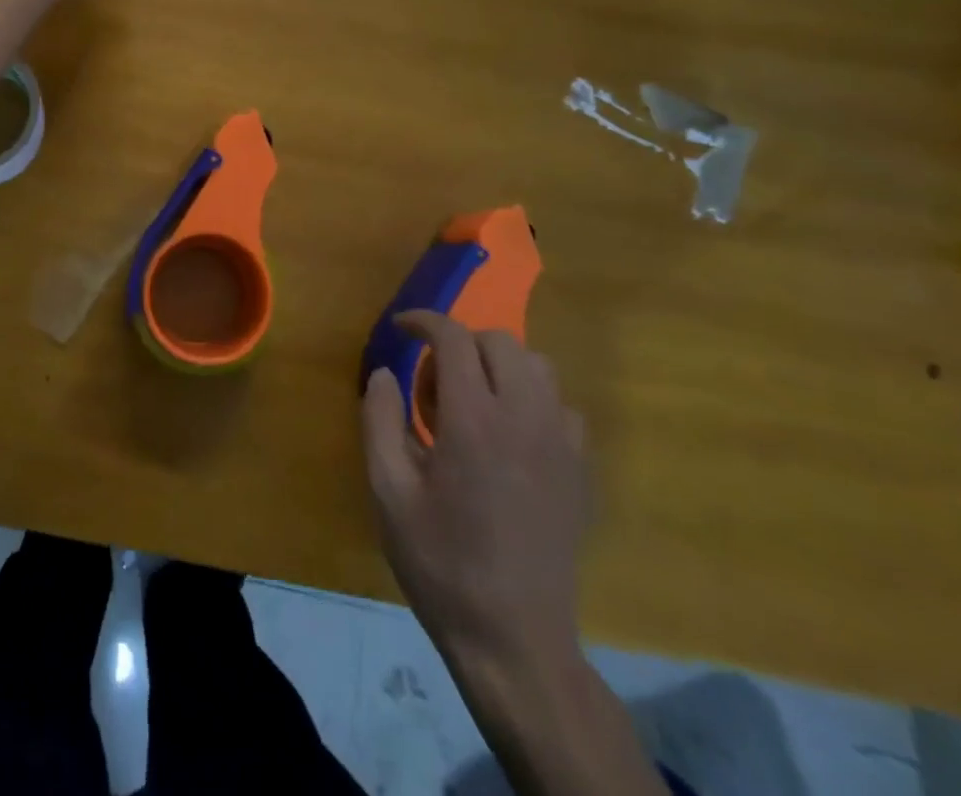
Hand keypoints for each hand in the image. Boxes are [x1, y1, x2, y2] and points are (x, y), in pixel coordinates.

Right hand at [362, 313, 587, 686]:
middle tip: (433, 378)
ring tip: (473, 400)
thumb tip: (384, 372)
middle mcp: (525, 419)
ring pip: (539, 367)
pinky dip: (532, 399)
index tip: (401, 328)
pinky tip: (509, 435)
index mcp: (474, 421)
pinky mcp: (581, 472)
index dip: (424, 321)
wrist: (514, 639)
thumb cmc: (440, 562)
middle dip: (461, 342)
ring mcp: (561, 445)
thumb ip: (379, 419)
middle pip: (501, 342)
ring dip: (500, 366)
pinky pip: (562, 407)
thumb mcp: (387, 491)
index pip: (454, 338)